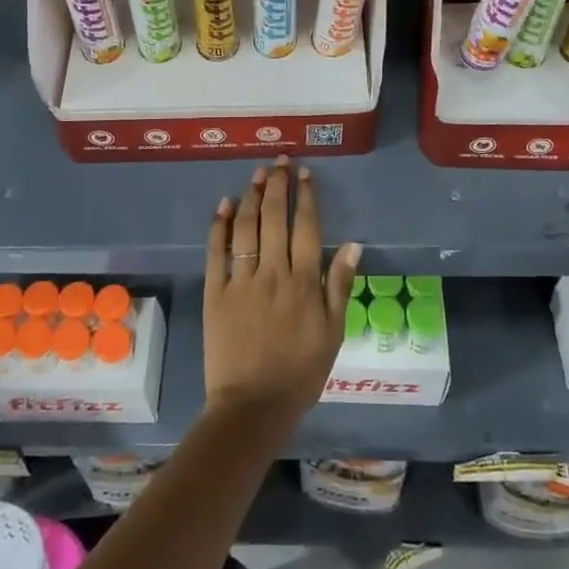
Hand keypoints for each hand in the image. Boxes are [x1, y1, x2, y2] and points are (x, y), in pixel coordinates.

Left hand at [203, 155, 360, 433]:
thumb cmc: (300, 373)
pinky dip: (220, 225)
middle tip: (280, 163)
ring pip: (246, 228)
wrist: (252, 406)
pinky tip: (225, 205)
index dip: (306, 197)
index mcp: (304, 282)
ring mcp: (241, 280)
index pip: (306, 227)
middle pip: (275, 218)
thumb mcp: (333, 333)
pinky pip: (217, 251)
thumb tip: (352, 244)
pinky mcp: (216, 292)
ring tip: (257, 174)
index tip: (305, 174)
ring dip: (252, 197)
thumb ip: (340, 286)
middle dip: (278, 186)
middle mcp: (272, 272)